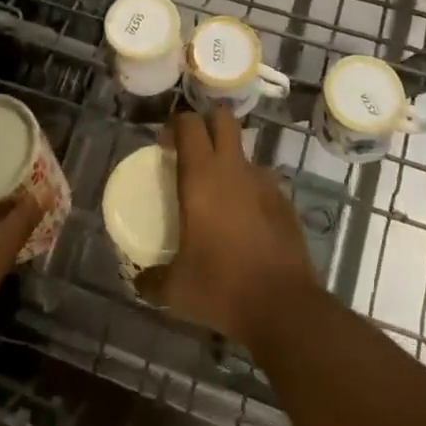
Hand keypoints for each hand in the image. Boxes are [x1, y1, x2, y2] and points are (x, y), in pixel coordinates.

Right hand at [159, 109, 318, 346]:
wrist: (283, 306)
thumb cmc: (221, 287)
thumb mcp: (176, 290)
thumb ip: (152, 280)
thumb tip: (140, 281)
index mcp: (202, 177)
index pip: (189, 124)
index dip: (175, 125)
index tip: (164, 144)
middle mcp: (233, 168)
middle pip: (223, 118)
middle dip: (207, 123)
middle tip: (192, 150)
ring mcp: (264, 182)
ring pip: (244, 152)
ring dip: (229, 161)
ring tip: (218, 195)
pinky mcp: (284, 201)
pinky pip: (261, 182)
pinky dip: (249, 191)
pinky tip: (244, 222)